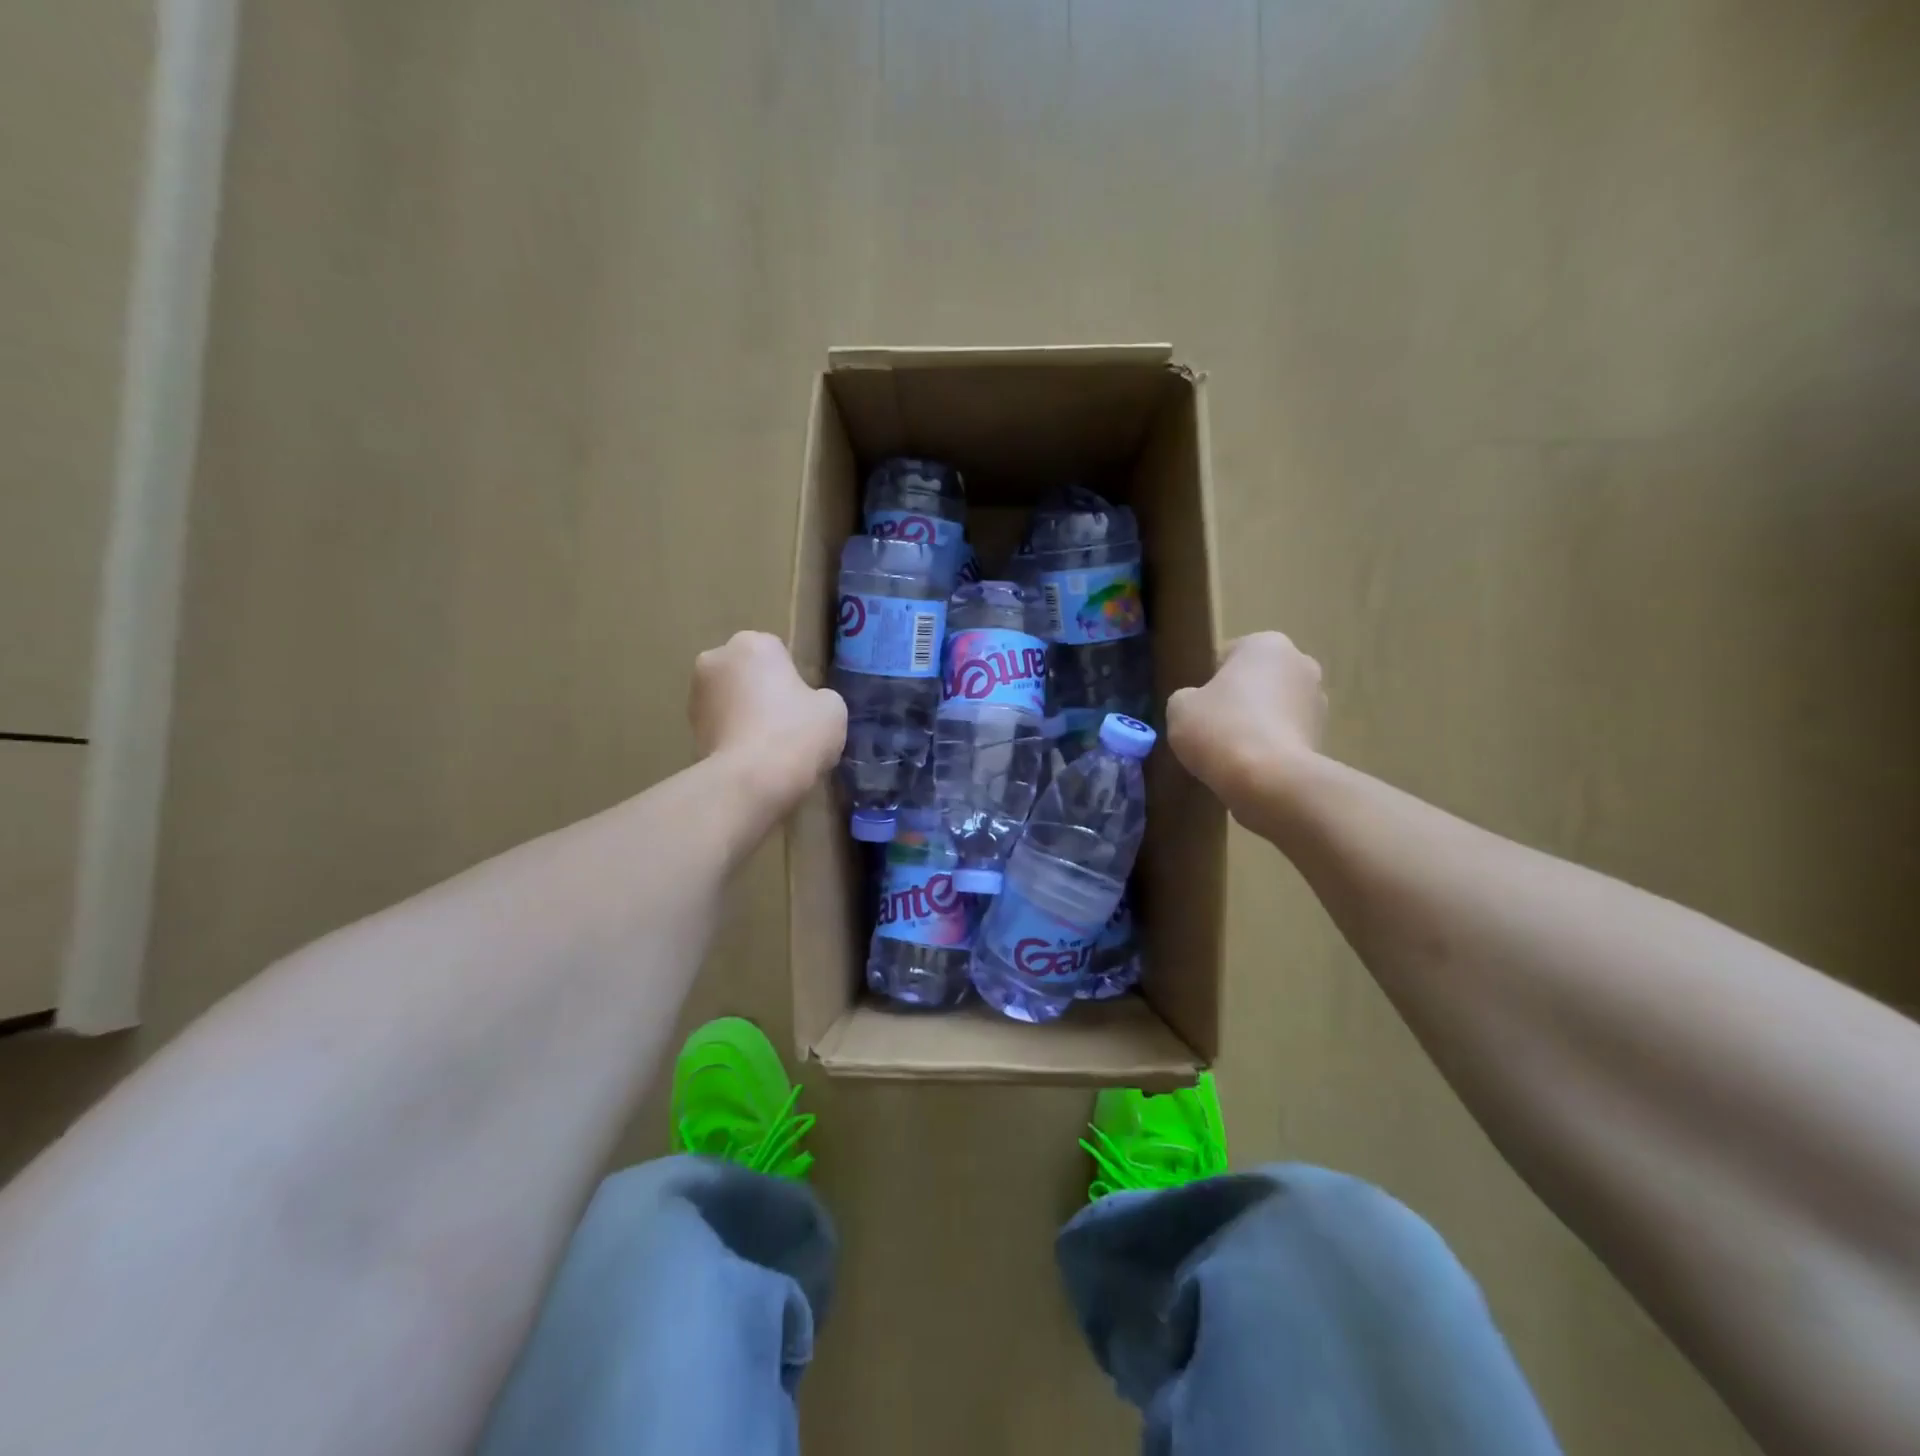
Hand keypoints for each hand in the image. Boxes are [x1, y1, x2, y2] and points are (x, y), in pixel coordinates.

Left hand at [690, 631, 846, 812]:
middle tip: (788, 727)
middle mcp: (716, 660)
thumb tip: (808, 706)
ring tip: (770, 749)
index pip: (779, 654)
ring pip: (731, 701)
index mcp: (752, 643)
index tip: (805, 707)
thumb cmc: (796, 733)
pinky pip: (721, 728)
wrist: (750, 782)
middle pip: (749, 675)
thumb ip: (819, 697)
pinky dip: (734, 739)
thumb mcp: (833, 708)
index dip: (794, 681)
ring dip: (746, 716)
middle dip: (763, 694)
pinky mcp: (687, 730)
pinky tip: (753, 762)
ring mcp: (696, 695)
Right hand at [1166, 632, 1326, 814]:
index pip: (1229, 656)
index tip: (1199, 708)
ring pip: (1276, 708)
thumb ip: (1187, 696)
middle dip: (1240, 699)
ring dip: (1259, 723)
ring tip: (1233, 753)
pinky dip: (1272, 747)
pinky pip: (1287, 736)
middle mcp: (1300, 663)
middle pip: (1258, 680)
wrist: (1268, 780)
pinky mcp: (1324, 737)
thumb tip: (1198, 704)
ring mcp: (1318, 701)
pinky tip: (1252, 767)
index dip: (1209, 682)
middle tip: (1214, 729)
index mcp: (1266, 644)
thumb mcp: (1180, 707)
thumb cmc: (1220, 729)